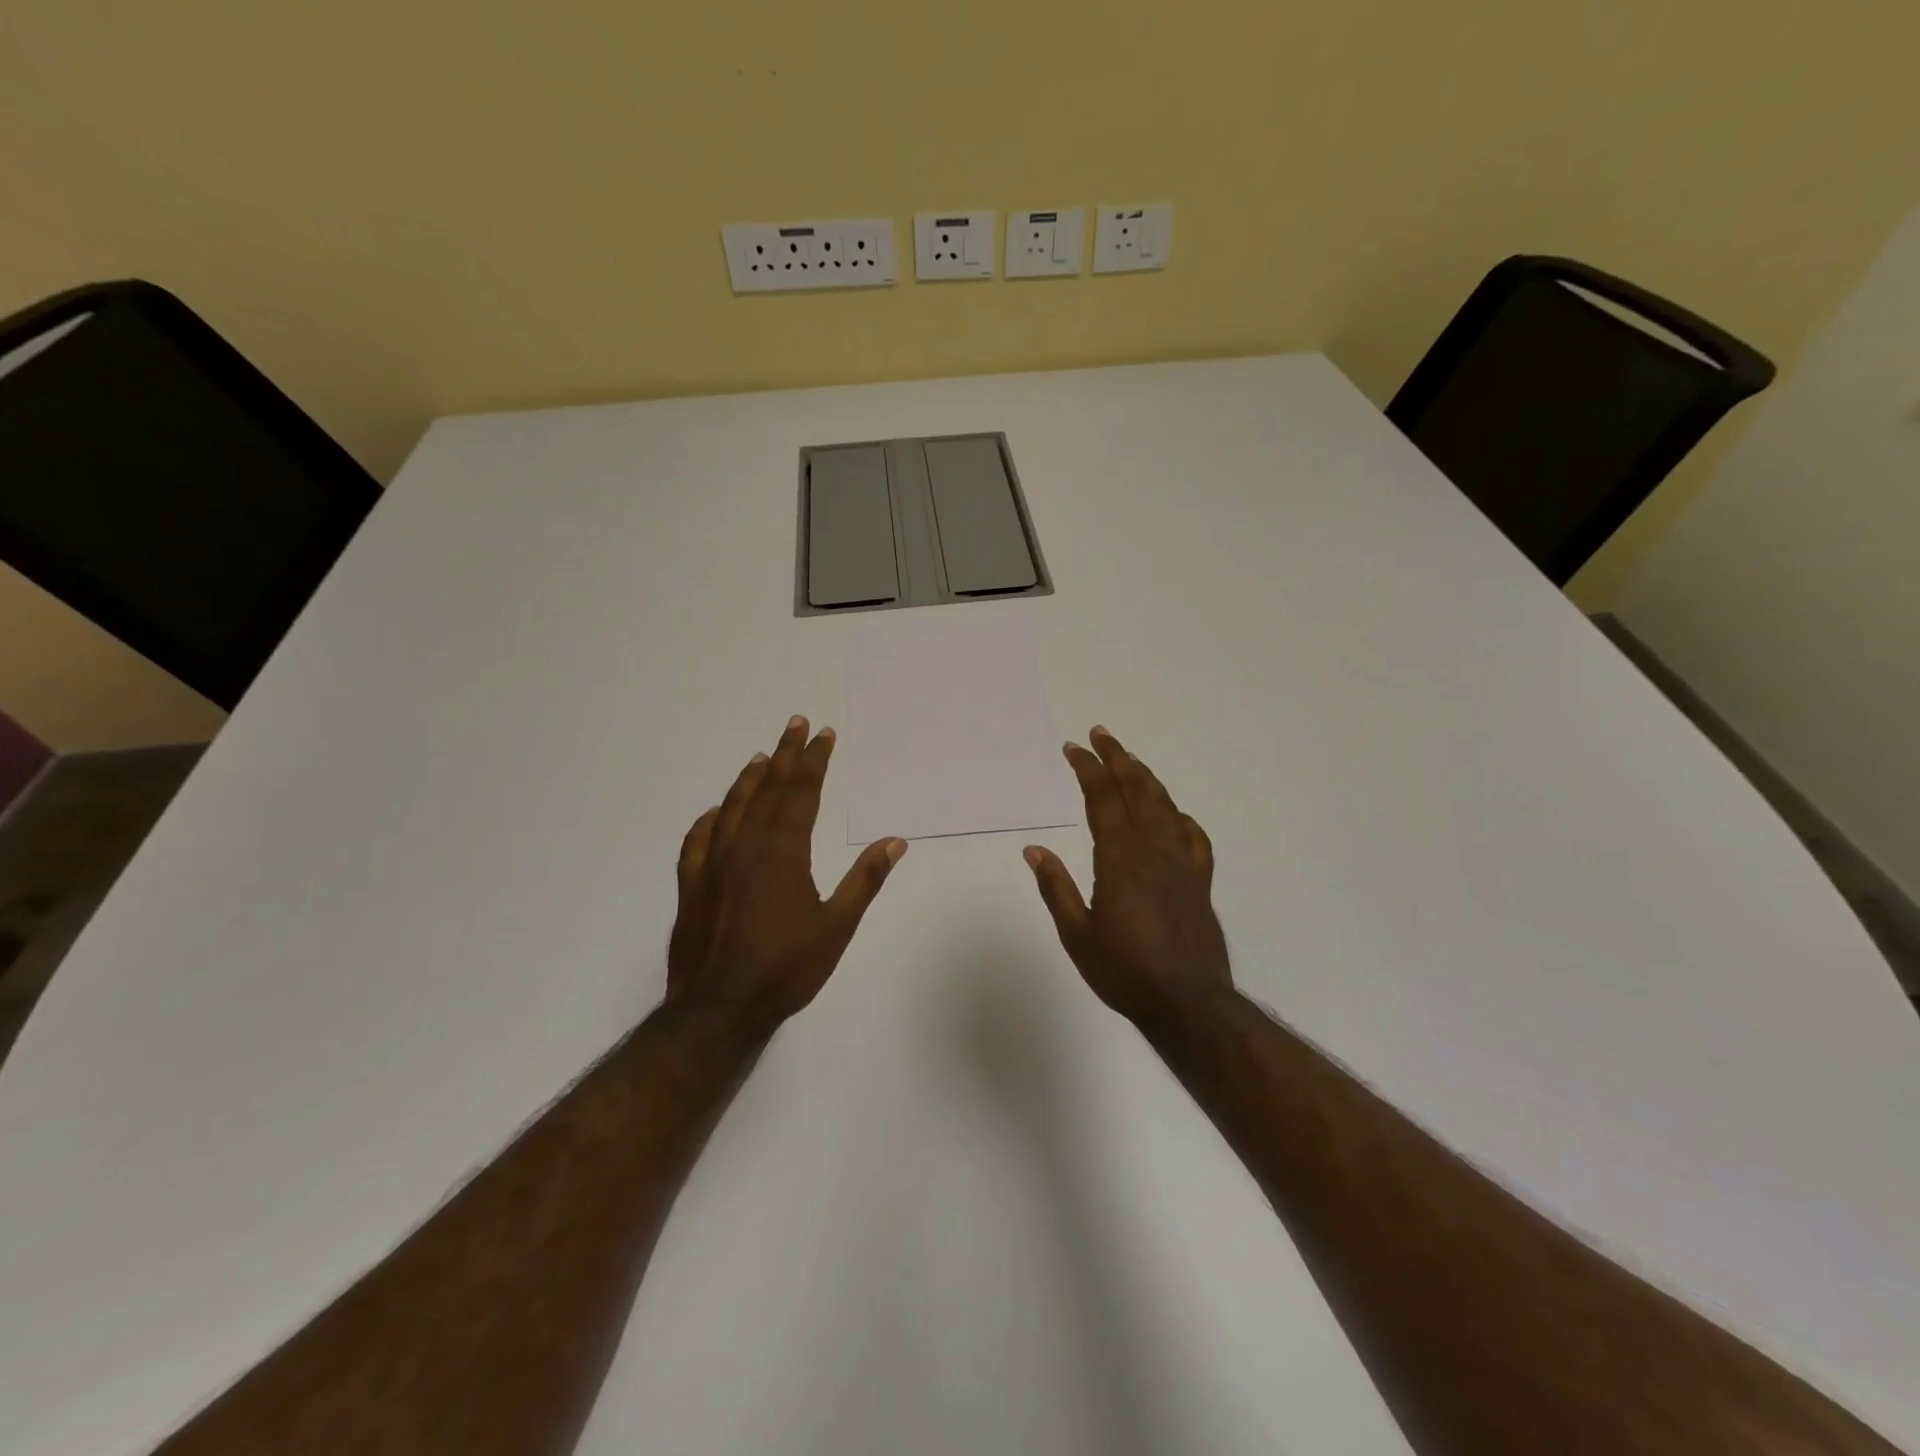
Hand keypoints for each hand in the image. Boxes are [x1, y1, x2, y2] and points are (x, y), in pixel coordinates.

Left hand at [667, 715, 906, 1035]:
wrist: (718, 1009)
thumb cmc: (785, 969)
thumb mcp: (837, 927)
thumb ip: (864, 880)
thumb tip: (895, 841)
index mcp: (783, 852)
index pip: (802, 792)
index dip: (814, 761)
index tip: (823, 735)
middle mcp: (746, 847)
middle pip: (768, 789)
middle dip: (785, 754)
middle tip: (795, 724)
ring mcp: (714, 864)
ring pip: (733, 807)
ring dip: (750, 779)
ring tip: (762, 757)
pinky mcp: (692, 885)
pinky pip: (698, 840)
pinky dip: (710, 819)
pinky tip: (715, 813)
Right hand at [1024, 726, 1232, 1031]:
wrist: (1188, 1003)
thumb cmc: (1125, 971)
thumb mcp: (1077, 935)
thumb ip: (1056, 888)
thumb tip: (1034, 849)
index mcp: (1120, 859)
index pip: (1102, 799)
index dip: (1088, 769)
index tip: (1073, 748)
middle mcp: (1153, 850)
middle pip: (1137, 790)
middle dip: (1117, 758)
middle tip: (1101, 734)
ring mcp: (1182, 863)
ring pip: (1165, 806)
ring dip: (1145, 777)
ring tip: (1130, 759)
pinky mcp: (1200, 881)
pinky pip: (1193, 837)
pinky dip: (1180, 817)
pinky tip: (1173, 814)